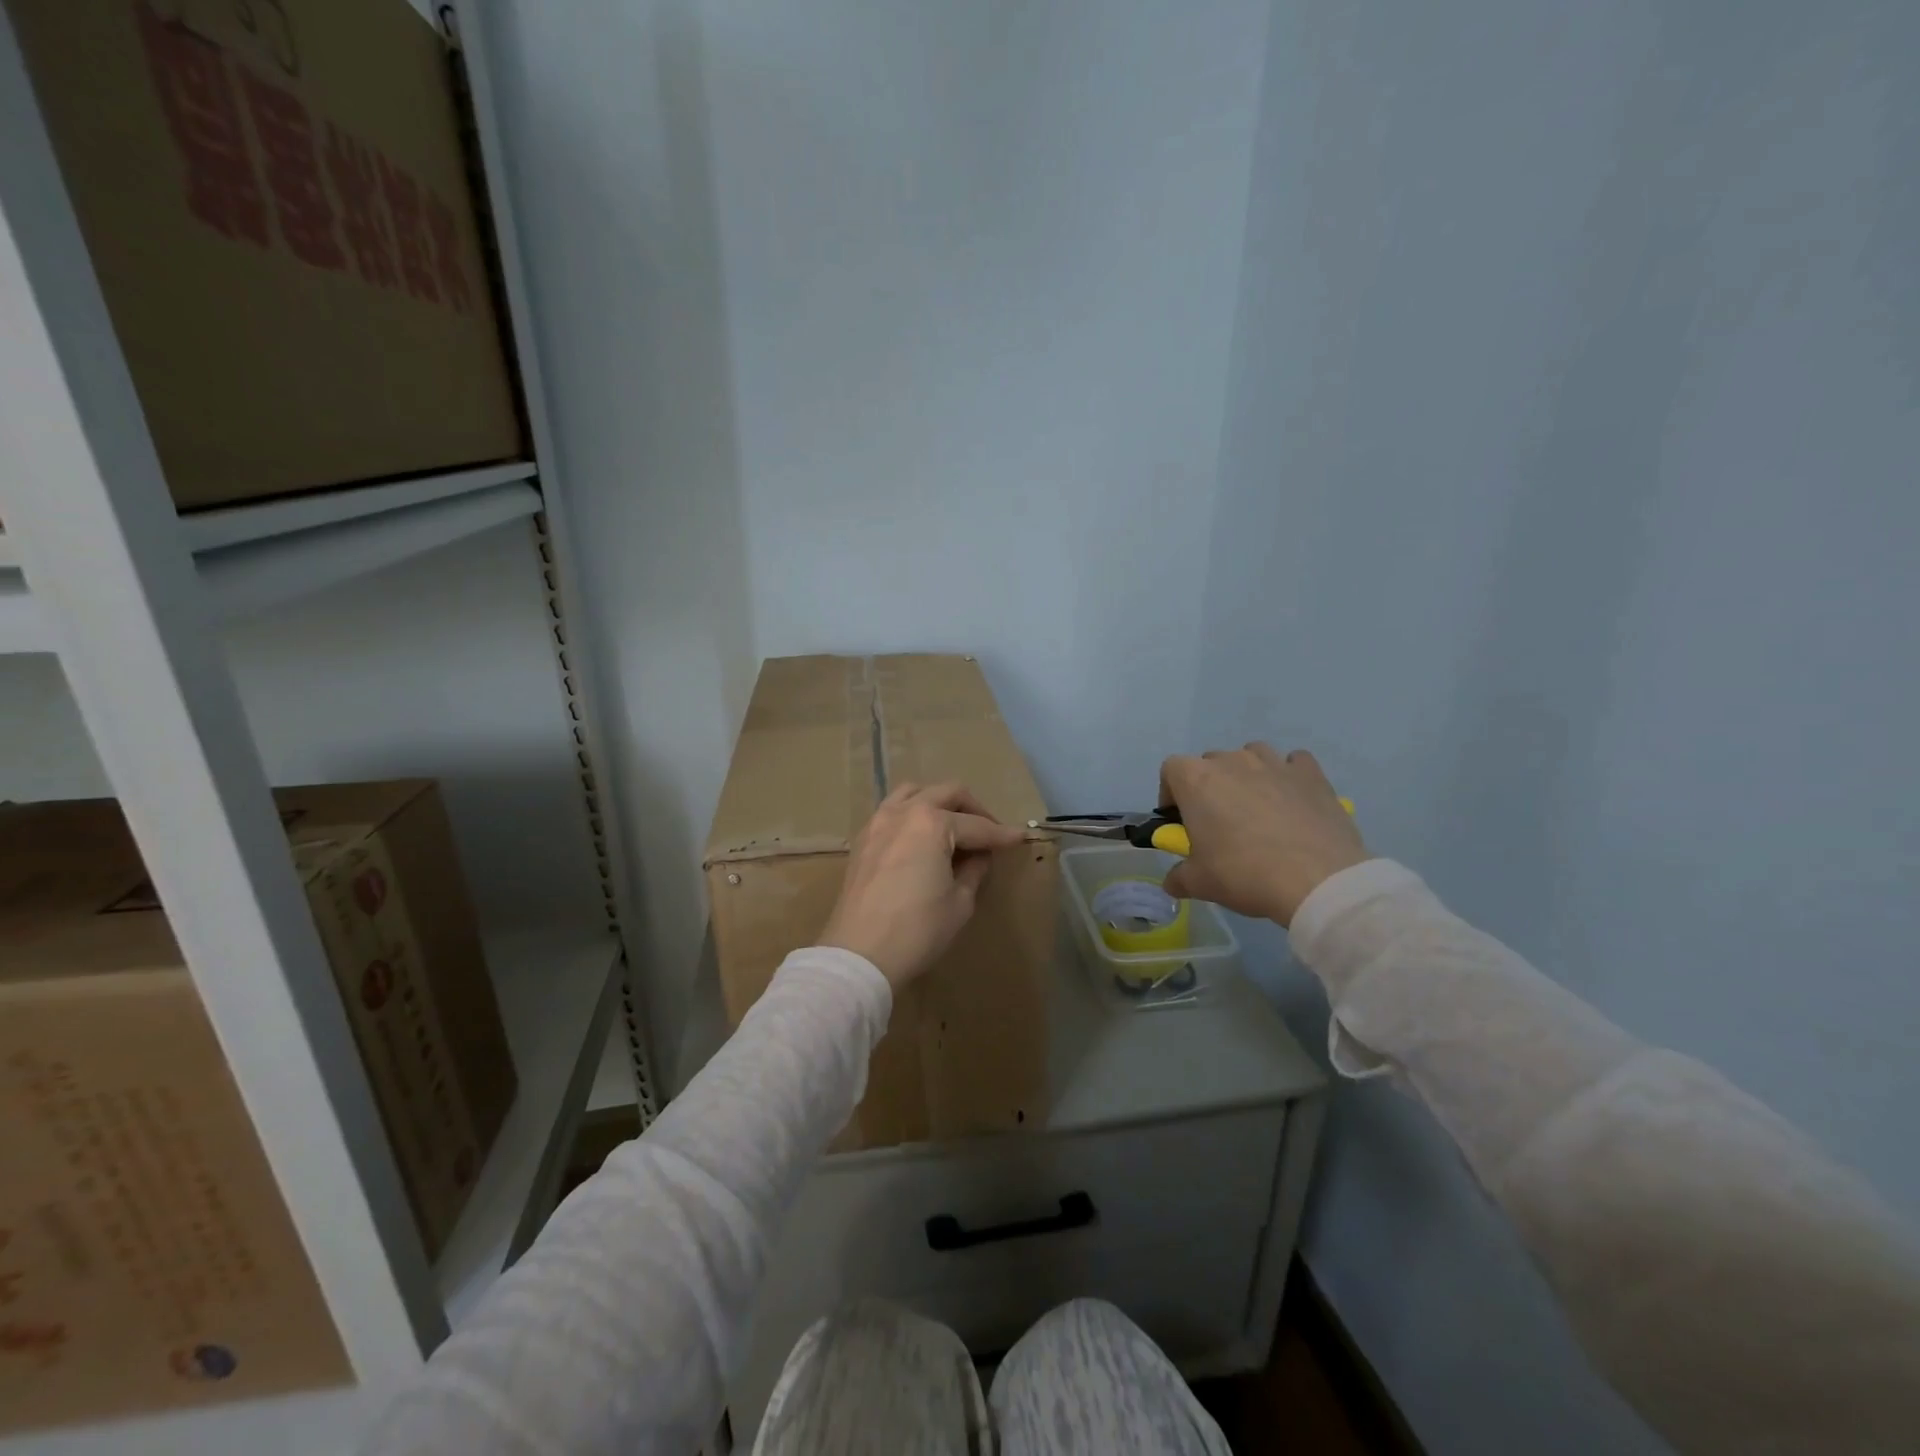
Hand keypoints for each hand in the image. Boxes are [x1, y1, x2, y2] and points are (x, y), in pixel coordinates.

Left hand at [820, 782, 1026, 988]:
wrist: (859, 955)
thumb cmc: (917, 930)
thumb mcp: (959, 903)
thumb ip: (974, 870)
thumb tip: (979, 856)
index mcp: (932, 823)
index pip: (976, 825)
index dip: (1001, 835)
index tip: (1019, 838)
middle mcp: (904, 812)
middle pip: (946, 794)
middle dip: (973, 809)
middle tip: (989, 833)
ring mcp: (878, 822)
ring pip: (914, 793)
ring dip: (939, 803)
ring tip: (953, 827)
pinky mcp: (863, 839)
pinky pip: (892, 811)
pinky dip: (913, 814)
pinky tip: (922, 838)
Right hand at [1158, 744, 1367, 926]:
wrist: (1318, 881)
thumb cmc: (1245, 874)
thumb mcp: (1199, 883)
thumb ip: (1178, 877)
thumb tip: (1173, 882)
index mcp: (1196, 780)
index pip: (1171, 770)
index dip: (1171, 794)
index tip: (1180, 820)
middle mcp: (1232, 761)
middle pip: (1210, 763)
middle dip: (1210, 787)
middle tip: (1220, 822)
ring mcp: (1274, 763)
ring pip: (1251, 756)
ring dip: (1248, 775)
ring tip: (1258, 809)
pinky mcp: (1311, 773)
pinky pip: (1293, 763)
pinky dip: (1288, 776)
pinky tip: (1293, 800)